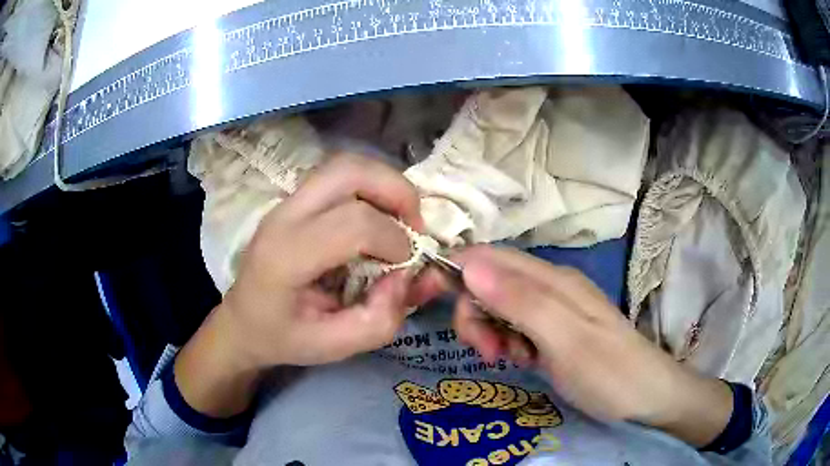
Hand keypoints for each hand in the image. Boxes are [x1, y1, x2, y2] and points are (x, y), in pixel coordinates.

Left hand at [175, 154, 431, 416]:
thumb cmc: (282, 337)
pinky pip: (340, 176)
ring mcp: (286, 202)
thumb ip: (377, 321)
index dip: (395, 240)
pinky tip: (379, 218)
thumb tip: (405, 276)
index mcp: (286, 256)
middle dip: (397, 191)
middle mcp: (284, 217)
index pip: (354, 224)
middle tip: (415, 225)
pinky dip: (372, 187)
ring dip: (386, 184)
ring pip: (346, 164)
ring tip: (401, 219)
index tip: (406, 266)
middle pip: (349, 171)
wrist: (242, 321)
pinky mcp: (294, 200)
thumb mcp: (332, 348)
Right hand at [451, 245, 732, 447]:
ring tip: (508, 360)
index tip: (434, 304)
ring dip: (491, 332)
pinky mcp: (554, 332)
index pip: (489, 258)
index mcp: (552, 280)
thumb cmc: (609, 372)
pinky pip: (516, 328)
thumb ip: (520, 301)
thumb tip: (470, 265)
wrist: (648, 396)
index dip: (457, 272)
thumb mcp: (565, 340)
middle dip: (475, 313)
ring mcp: (553, 310)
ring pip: (500, 306)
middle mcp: (550, 286)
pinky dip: (508, 343)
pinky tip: (522, 361)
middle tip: (488, 350)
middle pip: (490, 282)